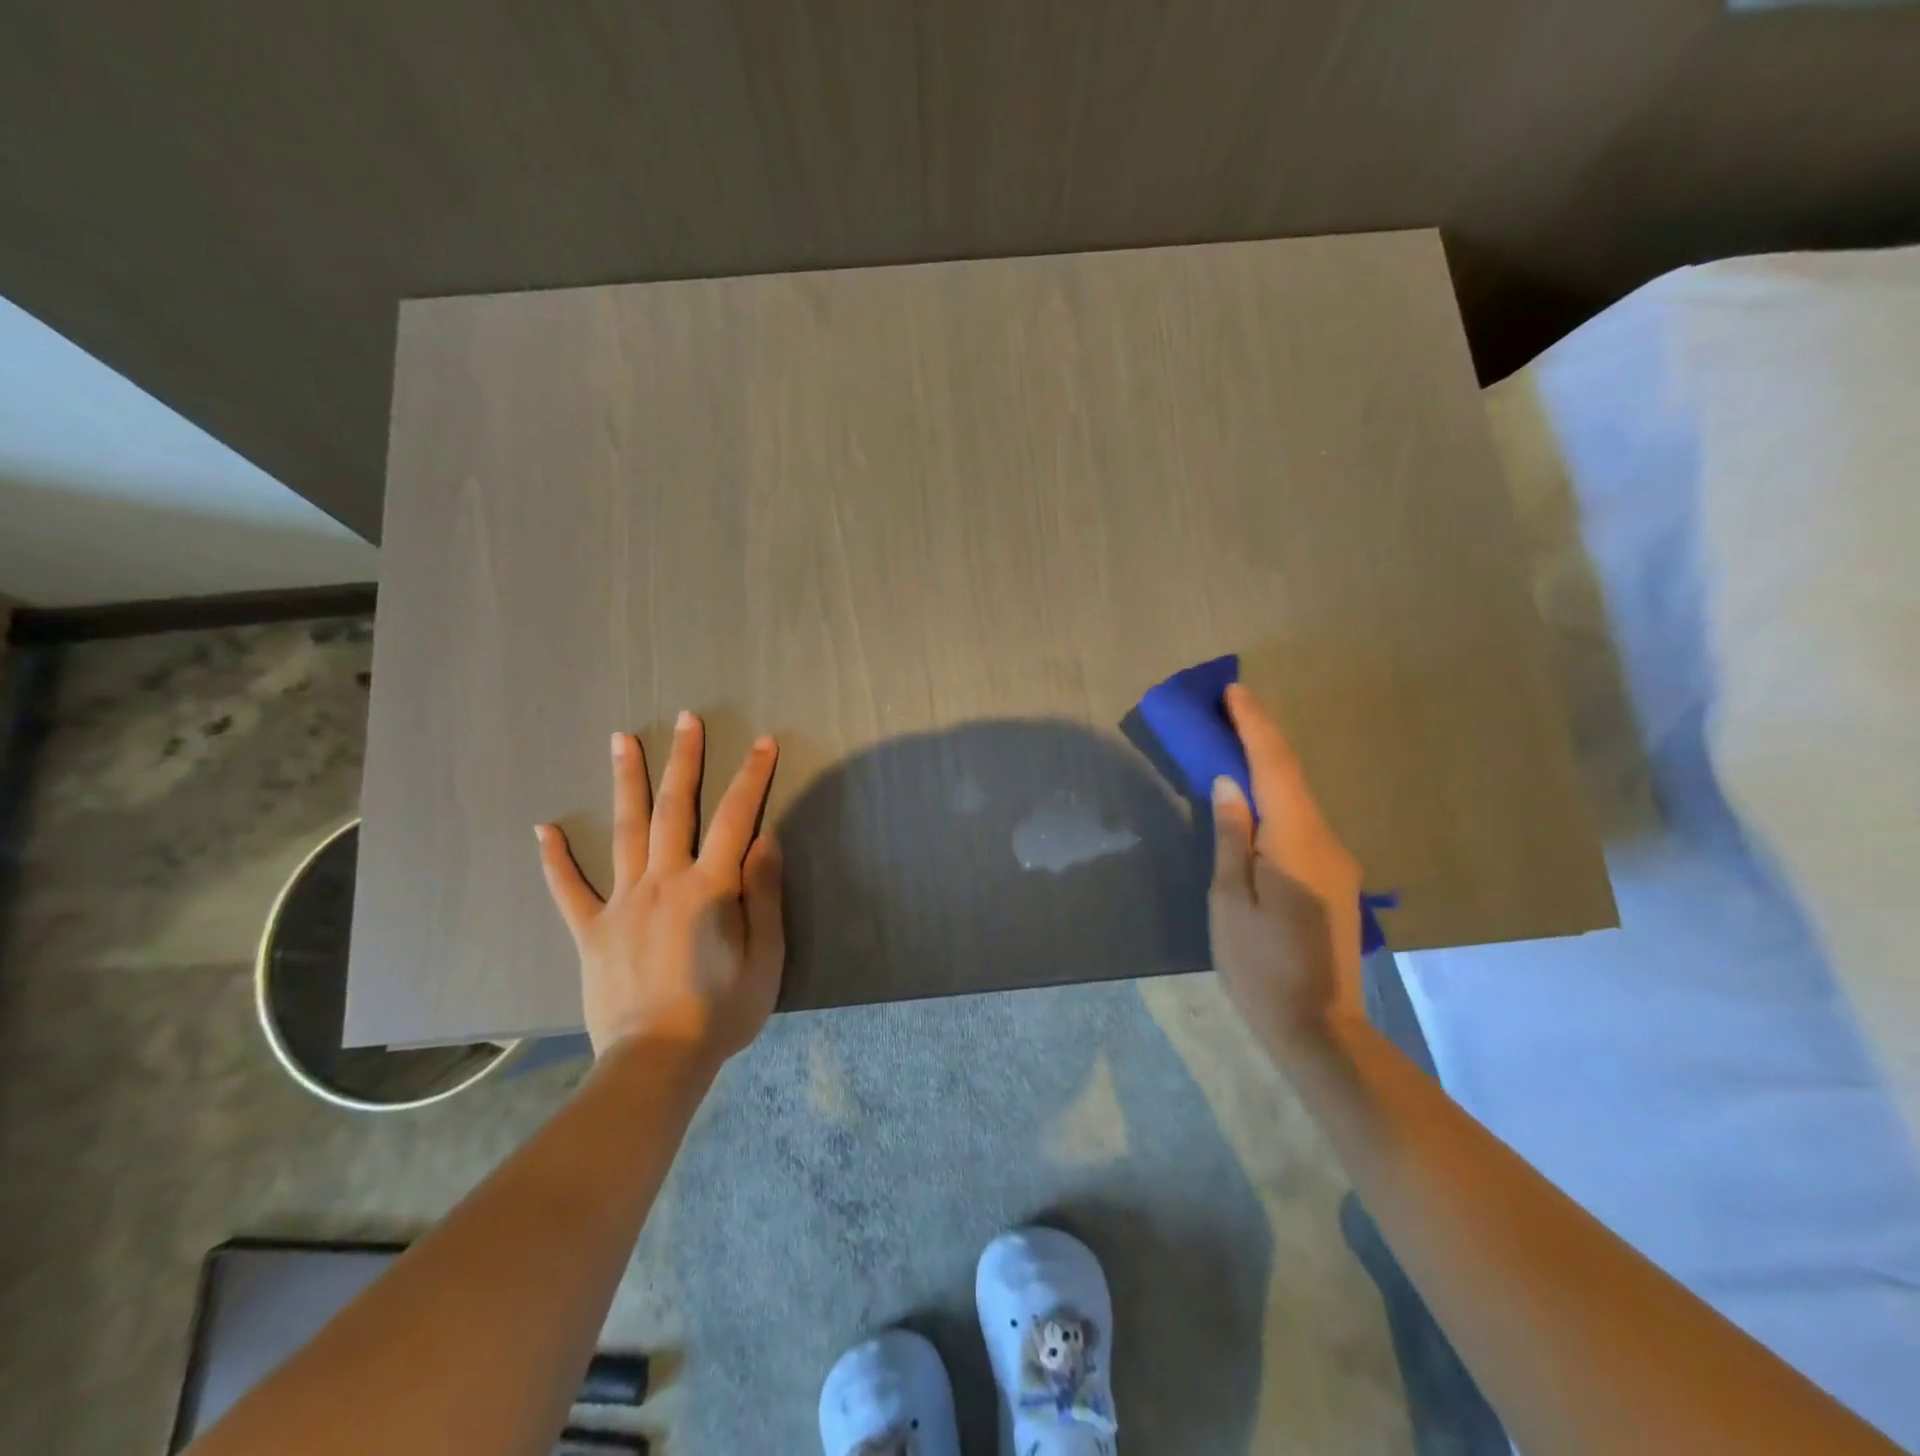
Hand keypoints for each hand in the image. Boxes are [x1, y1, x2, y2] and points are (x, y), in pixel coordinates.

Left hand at [536, 713, 784, 1061]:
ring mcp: (621, 903)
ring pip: (624, 831)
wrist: (656, 1063)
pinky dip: (555, 859)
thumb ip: (763, 894)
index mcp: (709, 888)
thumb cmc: (721, 1012)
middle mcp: (662, 882)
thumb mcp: (765, 957)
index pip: (735, 818)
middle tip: (686, 719)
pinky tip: (543, 828)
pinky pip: (569, 889)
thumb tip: (763, 838)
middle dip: (684, 759)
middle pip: (674, 808)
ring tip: (621, 739)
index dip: (752, 777)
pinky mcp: (591, 931)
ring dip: (625, 782)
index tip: (764, 742)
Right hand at [1209, 684, 1365, 1056]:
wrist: (1320, 1028)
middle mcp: (1326, 841)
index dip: (1255, 725)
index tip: (1234, 691)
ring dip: (1268, 766)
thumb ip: (1232, 836)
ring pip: (1299, 798)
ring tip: (1233, 744)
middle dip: (1261, 737)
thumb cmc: (1260, 967)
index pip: (1276, 767)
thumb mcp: (1230, 902)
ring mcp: (1336, 861)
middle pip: (1292, 776)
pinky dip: (1277, 797)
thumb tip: (1230, 782)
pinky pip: (1302, 822)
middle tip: (1227, 709)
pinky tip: (1255, 799)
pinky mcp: (1334, 879)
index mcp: (1297, 842)